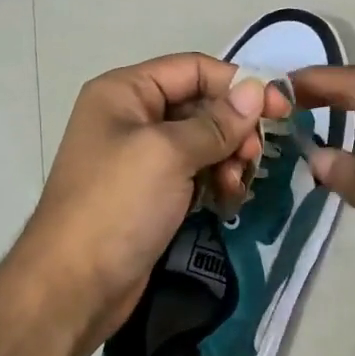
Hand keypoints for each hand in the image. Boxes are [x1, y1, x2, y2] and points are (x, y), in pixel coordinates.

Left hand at [7, 54, 277, 348]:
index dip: (237, 84)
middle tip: (255, 156)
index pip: (192, 69)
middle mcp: (131, 117)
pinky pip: (195, 172)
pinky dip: (215, 180)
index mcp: (124, 92)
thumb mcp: (168, 154)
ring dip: (228, 157)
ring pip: (202, 141)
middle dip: (233, 127)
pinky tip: (227, 199)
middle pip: (200, 104)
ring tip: (237, 184)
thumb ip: (216, 122)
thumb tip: (258, 90)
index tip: (281, 108)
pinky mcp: (152, 193)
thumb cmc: (117, 206)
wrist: (73, 287)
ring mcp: (141, 158)